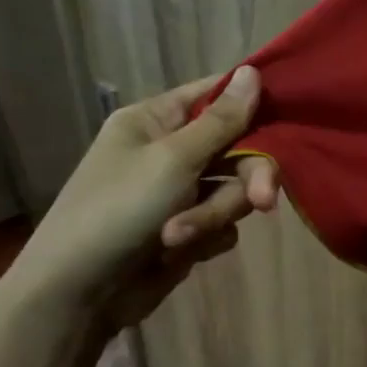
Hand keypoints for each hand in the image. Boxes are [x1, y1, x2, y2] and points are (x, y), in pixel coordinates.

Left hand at [3, 66, 277, 325]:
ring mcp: (178, 192)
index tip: (289, 116)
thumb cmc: (118, 211)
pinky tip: (178, 252)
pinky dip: (205, 237)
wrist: (77, 295)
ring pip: (233, 190)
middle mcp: (169, 151)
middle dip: (248, 177)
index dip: (251, 103)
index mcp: (155, 120)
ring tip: (179, 238)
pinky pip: (222, 223)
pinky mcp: (186, 229)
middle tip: (264, 201)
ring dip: (214, 215)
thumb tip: (253, 70)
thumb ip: (222, 120)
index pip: (215, 95)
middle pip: (237, 148)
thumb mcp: (173, 159)